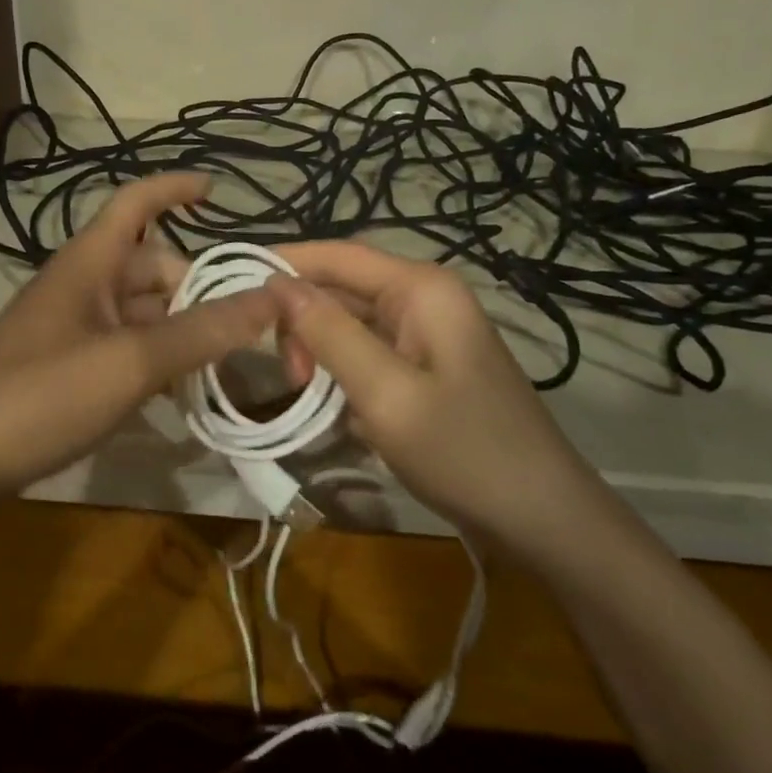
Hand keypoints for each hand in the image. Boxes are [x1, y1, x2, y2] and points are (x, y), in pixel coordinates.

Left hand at [0, 173, 276, 501]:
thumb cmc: (39, 396)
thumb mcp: (129, 362)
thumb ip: (202, 331)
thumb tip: (274, 298)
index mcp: (89, 264)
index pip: (136, 203)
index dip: (174, 189)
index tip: (218, 190)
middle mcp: (83, 288)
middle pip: (153, 268)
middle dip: (199, 288)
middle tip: (250, 324)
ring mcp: (74, 330)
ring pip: (144, 314)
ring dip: (184, 330)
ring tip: (230, 361)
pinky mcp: (69, 369)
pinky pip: (127, 349)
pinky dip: (160, 360)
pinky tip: (185, 391)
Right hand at [268, 241, 596, 539]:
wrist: (540, 517)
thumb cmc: (463, 450)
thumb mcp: (385, 392)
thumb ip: (330, 333)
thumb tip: (276, 282)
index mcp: (421, 289)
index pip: (338, 255)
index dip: (284, 262)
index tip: (231, 283)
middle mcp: (425, 299)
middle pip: (343, 289)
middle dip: (302, 319)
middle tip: (283, 372)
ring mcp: (429, 335)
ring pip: (352, 324)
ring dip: (320, 350)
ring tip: (303, 391)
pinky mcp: (427, 369)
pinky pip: (370, 354)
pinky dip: (342, 372)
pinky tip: (330, 405)